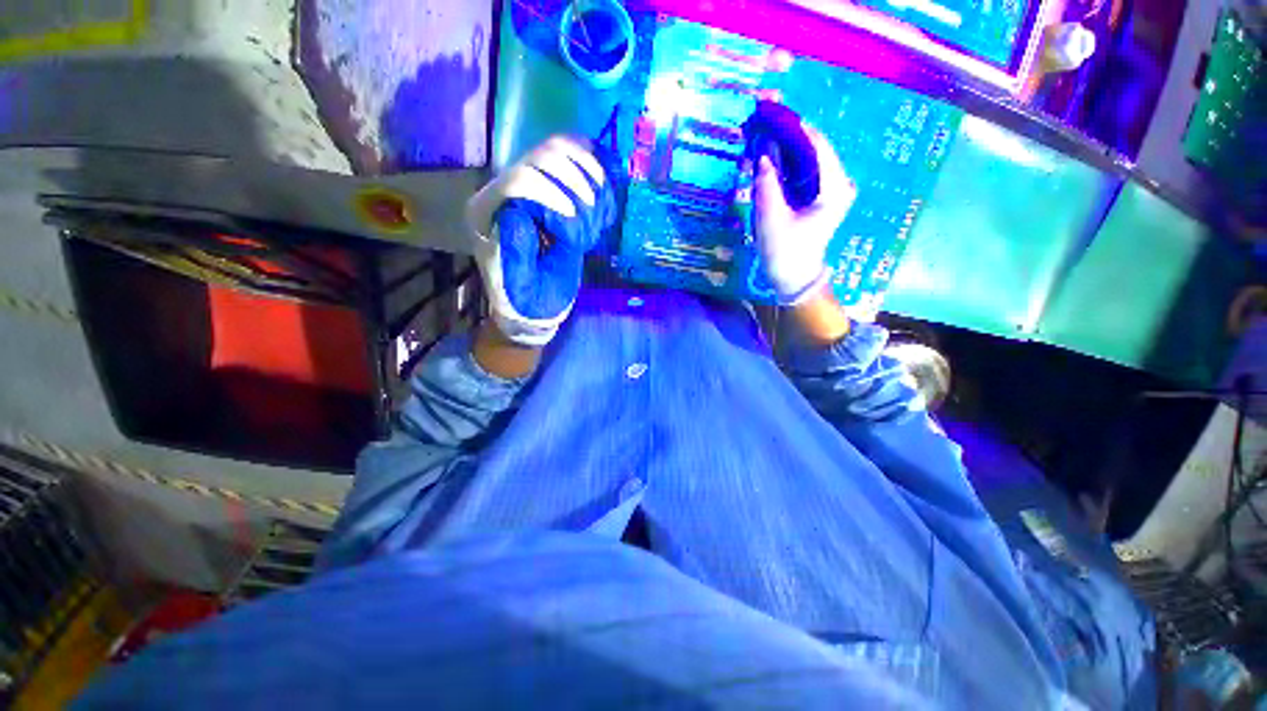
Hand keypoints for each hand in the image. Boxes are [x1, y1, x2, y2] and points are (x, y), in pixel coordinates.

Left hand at [466, 136, 615, 346]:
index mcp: (488, 212)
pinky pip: (571, 161)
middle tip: (591, 210)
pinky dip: (591, 167)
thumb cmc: (525, 297)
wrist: (533, 305)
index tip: (573, 217)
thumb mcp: (517, 282)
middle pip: (540, 157)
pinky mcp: (550, 191)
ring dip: (586, 170)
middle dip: (573, 179)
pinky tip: (602, 186)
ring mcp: (529, 188)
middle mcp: (504, 191)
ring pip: (557, 151)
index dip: (550, 191)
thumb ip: (513, 250)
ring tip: (598, 201)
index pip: (518, 180)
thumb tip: (520, 214)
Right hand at [753, 125, 854, 305]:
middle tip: (759, 123)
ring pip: (807, 158)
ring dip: (784, 148)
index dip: (793, 126)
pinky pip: (803, 171)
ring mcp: (830, 189)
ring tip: (759, 136)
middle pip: (813, 148)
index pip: (817, 144)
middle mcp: (838, 183)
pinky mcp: (819, 196)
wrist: (794, 278)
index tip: (769, 111)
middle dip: (786, 135)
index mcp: (834, 187)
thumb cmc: (785, 252)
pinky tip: (768, 158)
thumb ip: (767, 185)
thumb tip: (761, 153)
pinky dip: (785, 163)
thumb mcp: (772, 219)